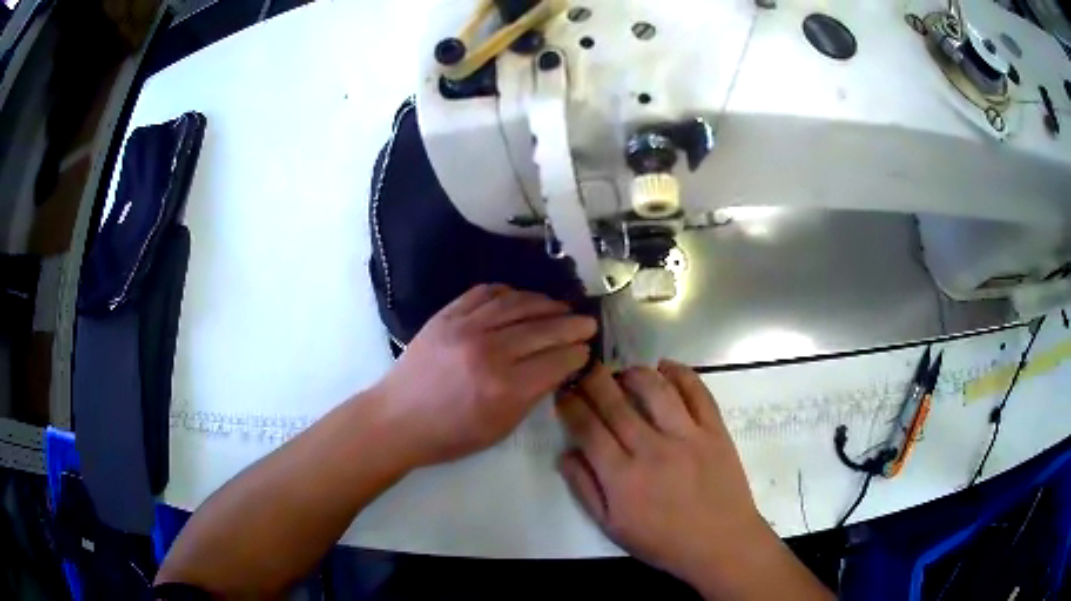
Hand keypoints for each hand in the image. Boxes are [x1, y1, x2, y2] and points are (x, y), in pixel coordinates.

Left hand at [376, 284, 595, 467]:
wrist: (397, 418)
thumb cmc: (450, 435)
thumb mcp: (500, 428)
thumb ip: (531, 396)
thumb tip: (555, 369)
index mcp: (505, 387)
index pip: (556, 361)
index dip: (577, 354)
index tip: (587, 350)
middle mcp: (489, 351)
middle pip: (543, 329)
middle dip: (572, 325)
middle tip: (587, 322)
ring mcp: (465, 327)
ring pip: (517, 304)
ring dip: (545, 303)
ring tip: (561, 307)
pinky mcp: (446, 315)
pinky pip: (484, 293)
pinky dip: (508, 292)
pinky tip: (521, 298)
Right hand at [556, 362, 832, 599]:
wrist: (720, 543)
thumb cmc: (663, 541)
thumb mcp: (613, 526)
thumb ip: (585, 489)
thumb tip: (565, 453)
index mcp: (622, 477)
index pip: (587, 428)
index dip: (570, 405)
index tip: (563, 391)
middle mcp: (651, 449)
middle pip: (615, 403)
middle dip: (593, 380)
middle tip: (585, 367)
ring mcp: (687, 436)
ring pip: (655, 389)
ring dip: (634, 373)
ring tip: (623, 371)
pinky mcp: (715, 430)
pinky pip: (697, 392)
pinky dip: (680, 373)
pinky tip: (666, 367)